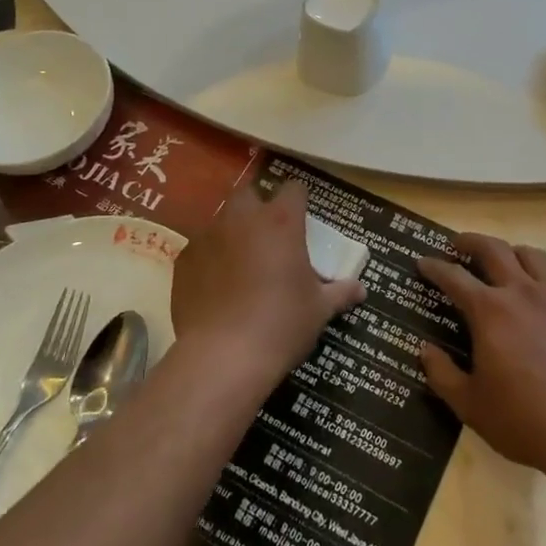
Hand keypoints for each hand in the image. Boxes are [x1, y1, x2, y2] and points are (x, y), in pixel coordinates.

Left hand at [172, 182, 364, 386]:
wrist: (223, 356)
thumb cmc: (281, 325)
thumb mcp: (319, 310)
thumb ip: (340, 293)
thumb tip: (361, 290)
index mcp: (281, 222)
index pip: (294, 189)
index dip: (299, 200)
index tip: (302, 217)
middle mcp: (243, 218)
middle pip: (250, 193)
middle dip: (259, 207)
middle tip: (269, 236)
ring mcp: (208, 236)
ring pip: (222, 220)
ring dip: (233, 232)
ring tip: (241, 263)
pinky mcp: (184, 259)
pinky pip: (201, 249)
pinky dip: (210, 259)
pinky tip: (216, 286)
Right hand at [418, 234, 545, 482]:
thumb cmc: (523, 422)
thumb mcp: (469, 406)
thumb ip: (442, 374)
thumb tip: (424, 350)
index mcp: (489, 311)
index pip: (453, 277)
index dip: (434, 266)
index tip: (422, 261)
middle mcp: (522, 292)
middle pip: (492, 248)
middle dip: (469, 241)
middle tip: (457, 245)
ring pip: (531, 254)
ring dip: (511, 252)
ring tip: (504, 263)